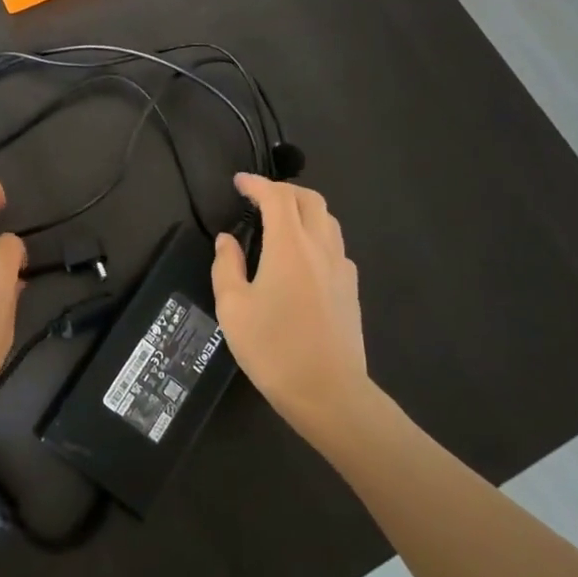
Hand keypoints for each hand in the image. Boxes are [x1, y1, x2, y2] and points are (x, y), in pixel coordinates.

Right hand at [212, 173, 382, 453]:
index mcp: (290, 246)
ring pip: (328, 220)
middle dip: (283, 190)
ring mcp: (341, 268)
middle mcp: (320, 247)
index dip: (256, 183)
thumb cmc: (273, 349)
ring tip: (280, 221)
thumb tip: (228, 240)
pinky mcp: (351, 289)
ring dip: (303, 209)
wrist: (329, 393)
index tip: (238, 183)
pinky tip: (301, 257)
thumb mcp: (233, 307)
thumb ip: (227, 266)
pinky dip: (317, 235)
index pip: (276, 197)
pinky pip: (335, 245)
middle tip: (258, 198)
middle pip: (310, 199)